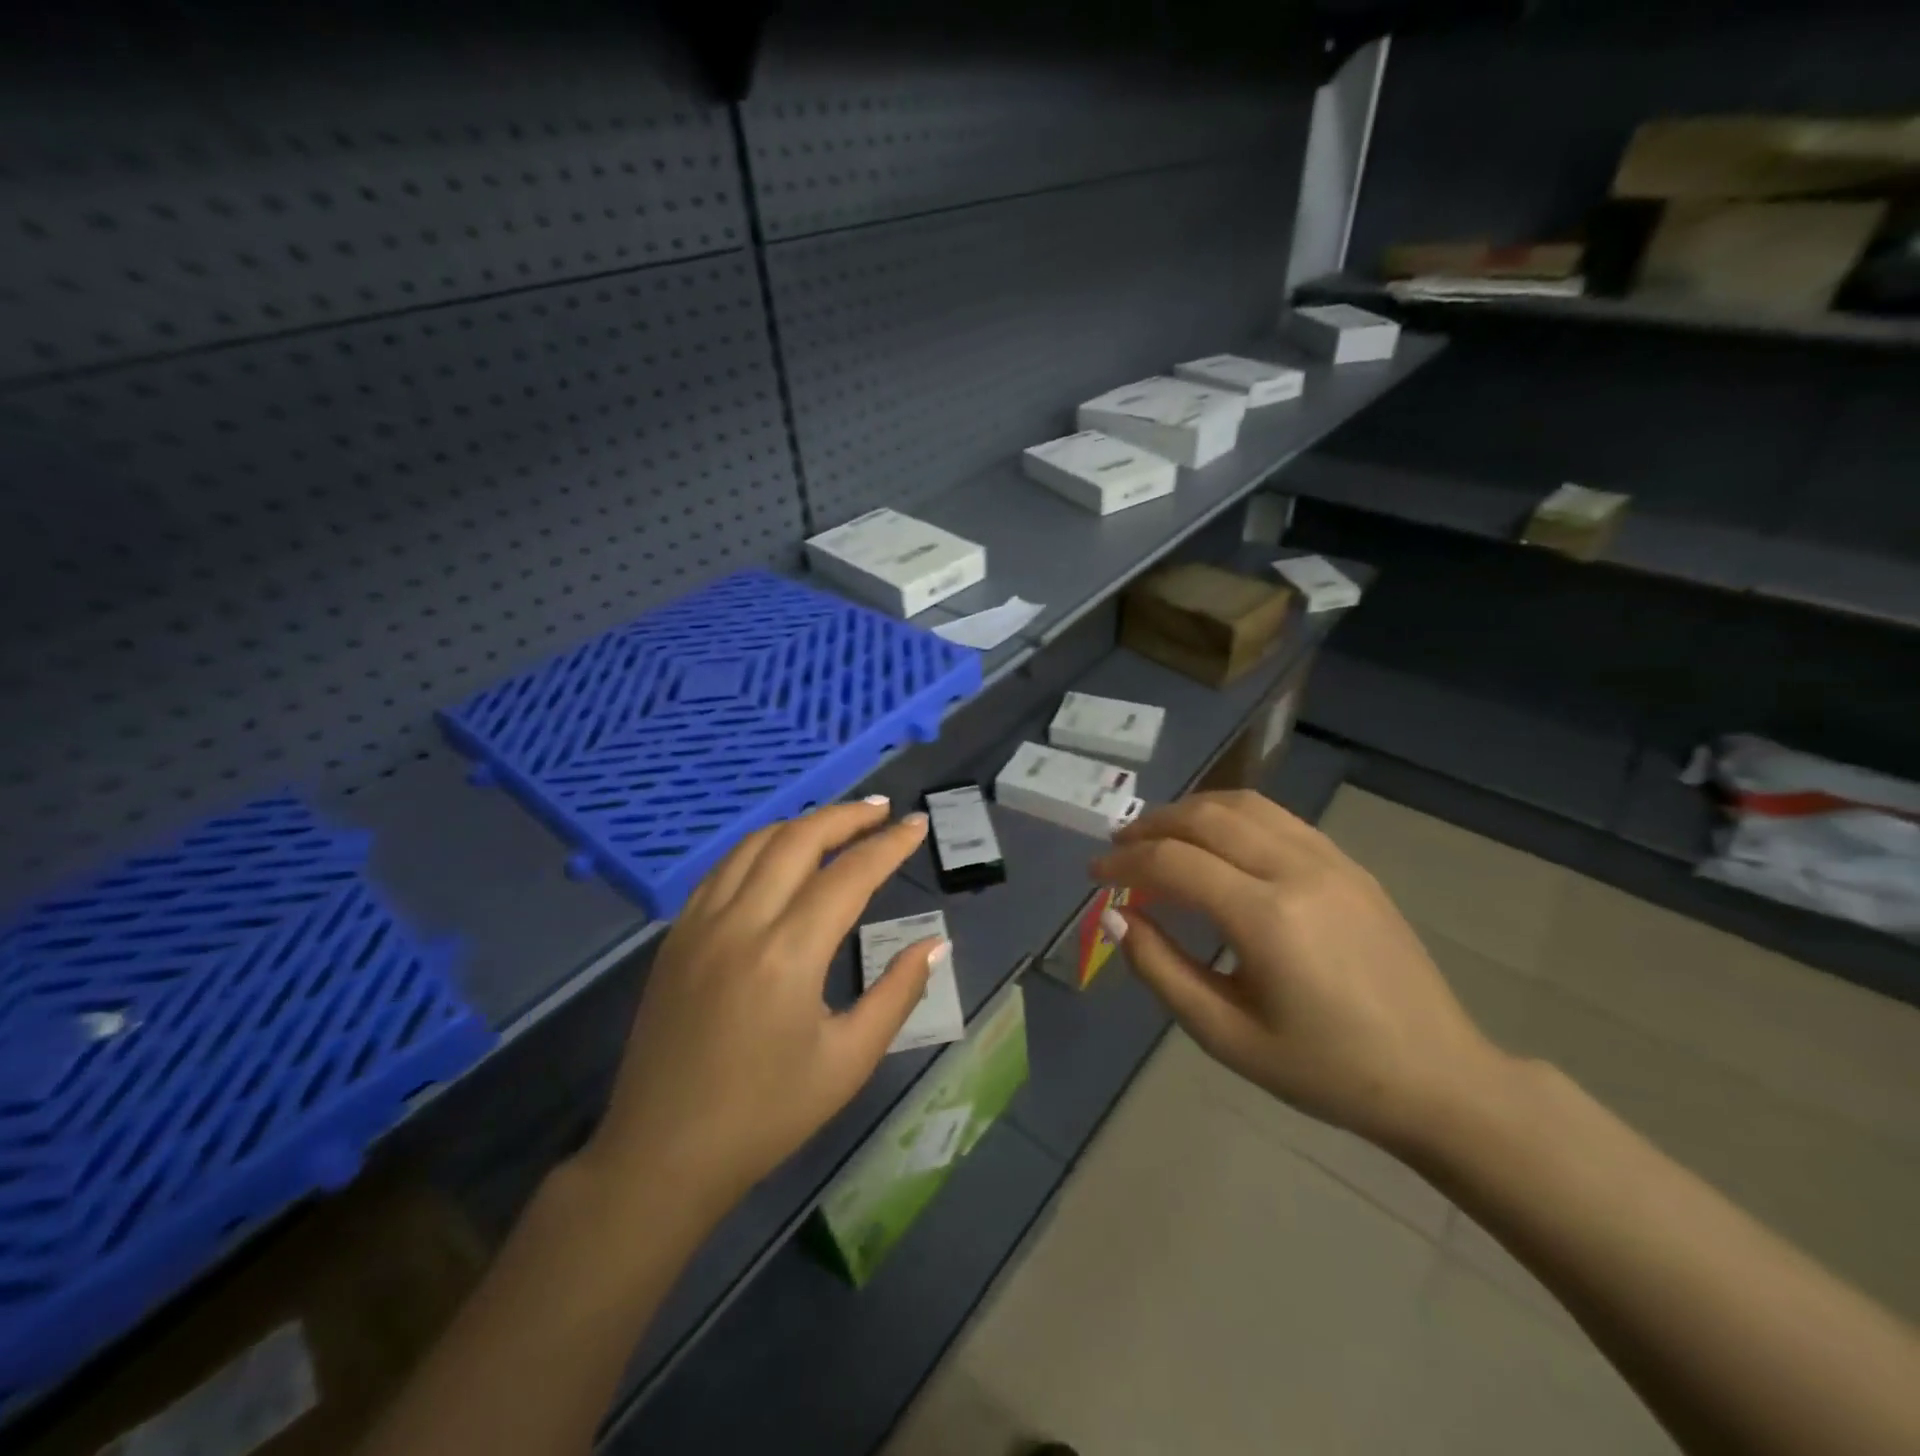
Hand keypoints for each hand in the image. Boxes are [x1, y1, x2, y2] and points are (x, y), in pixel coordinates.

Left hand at [581, 799, 939, 1221]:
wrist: (662, 1155)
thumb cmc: (766, 1116)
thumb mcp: (848, 1061)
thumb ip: (897, 993)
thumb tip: (935, 943)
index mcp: (788, 955)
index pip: (849, 875)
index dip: (888, 845)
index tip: (917, 825)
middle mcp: (740, 923)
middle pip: (798, 839)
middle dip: (845, 817)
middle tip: (882, 811)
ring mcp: (699, 925)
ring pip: (755, 844)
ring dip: (801, 824)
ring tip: (839, 824)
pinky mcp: (675, 937)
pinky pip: (722, 868)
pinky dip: (760, 847)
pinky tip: (780, 855)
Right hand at [1092, 789, 1507, 1154]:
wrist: (1437, 1076)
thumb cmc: (1325, 1069)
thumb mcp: (1227, 1037)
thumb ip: (1162, 971)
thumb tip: (1120, 918)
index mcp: (1267, 918)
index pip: (1173, 863)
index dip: (1124, 864)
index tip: (1095, 875)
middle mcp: (1297, 871)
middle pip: (1205, 818)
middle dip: (1150, 826)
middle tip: (1119, 848)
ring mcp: (1330, 860)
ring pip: (1243, 805)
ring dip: (1189, 811)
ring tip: (1158, 835)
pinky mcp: (1349, 864)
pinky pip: (1277, 817)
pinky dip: (1230, 815)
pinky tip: (1215, 842)